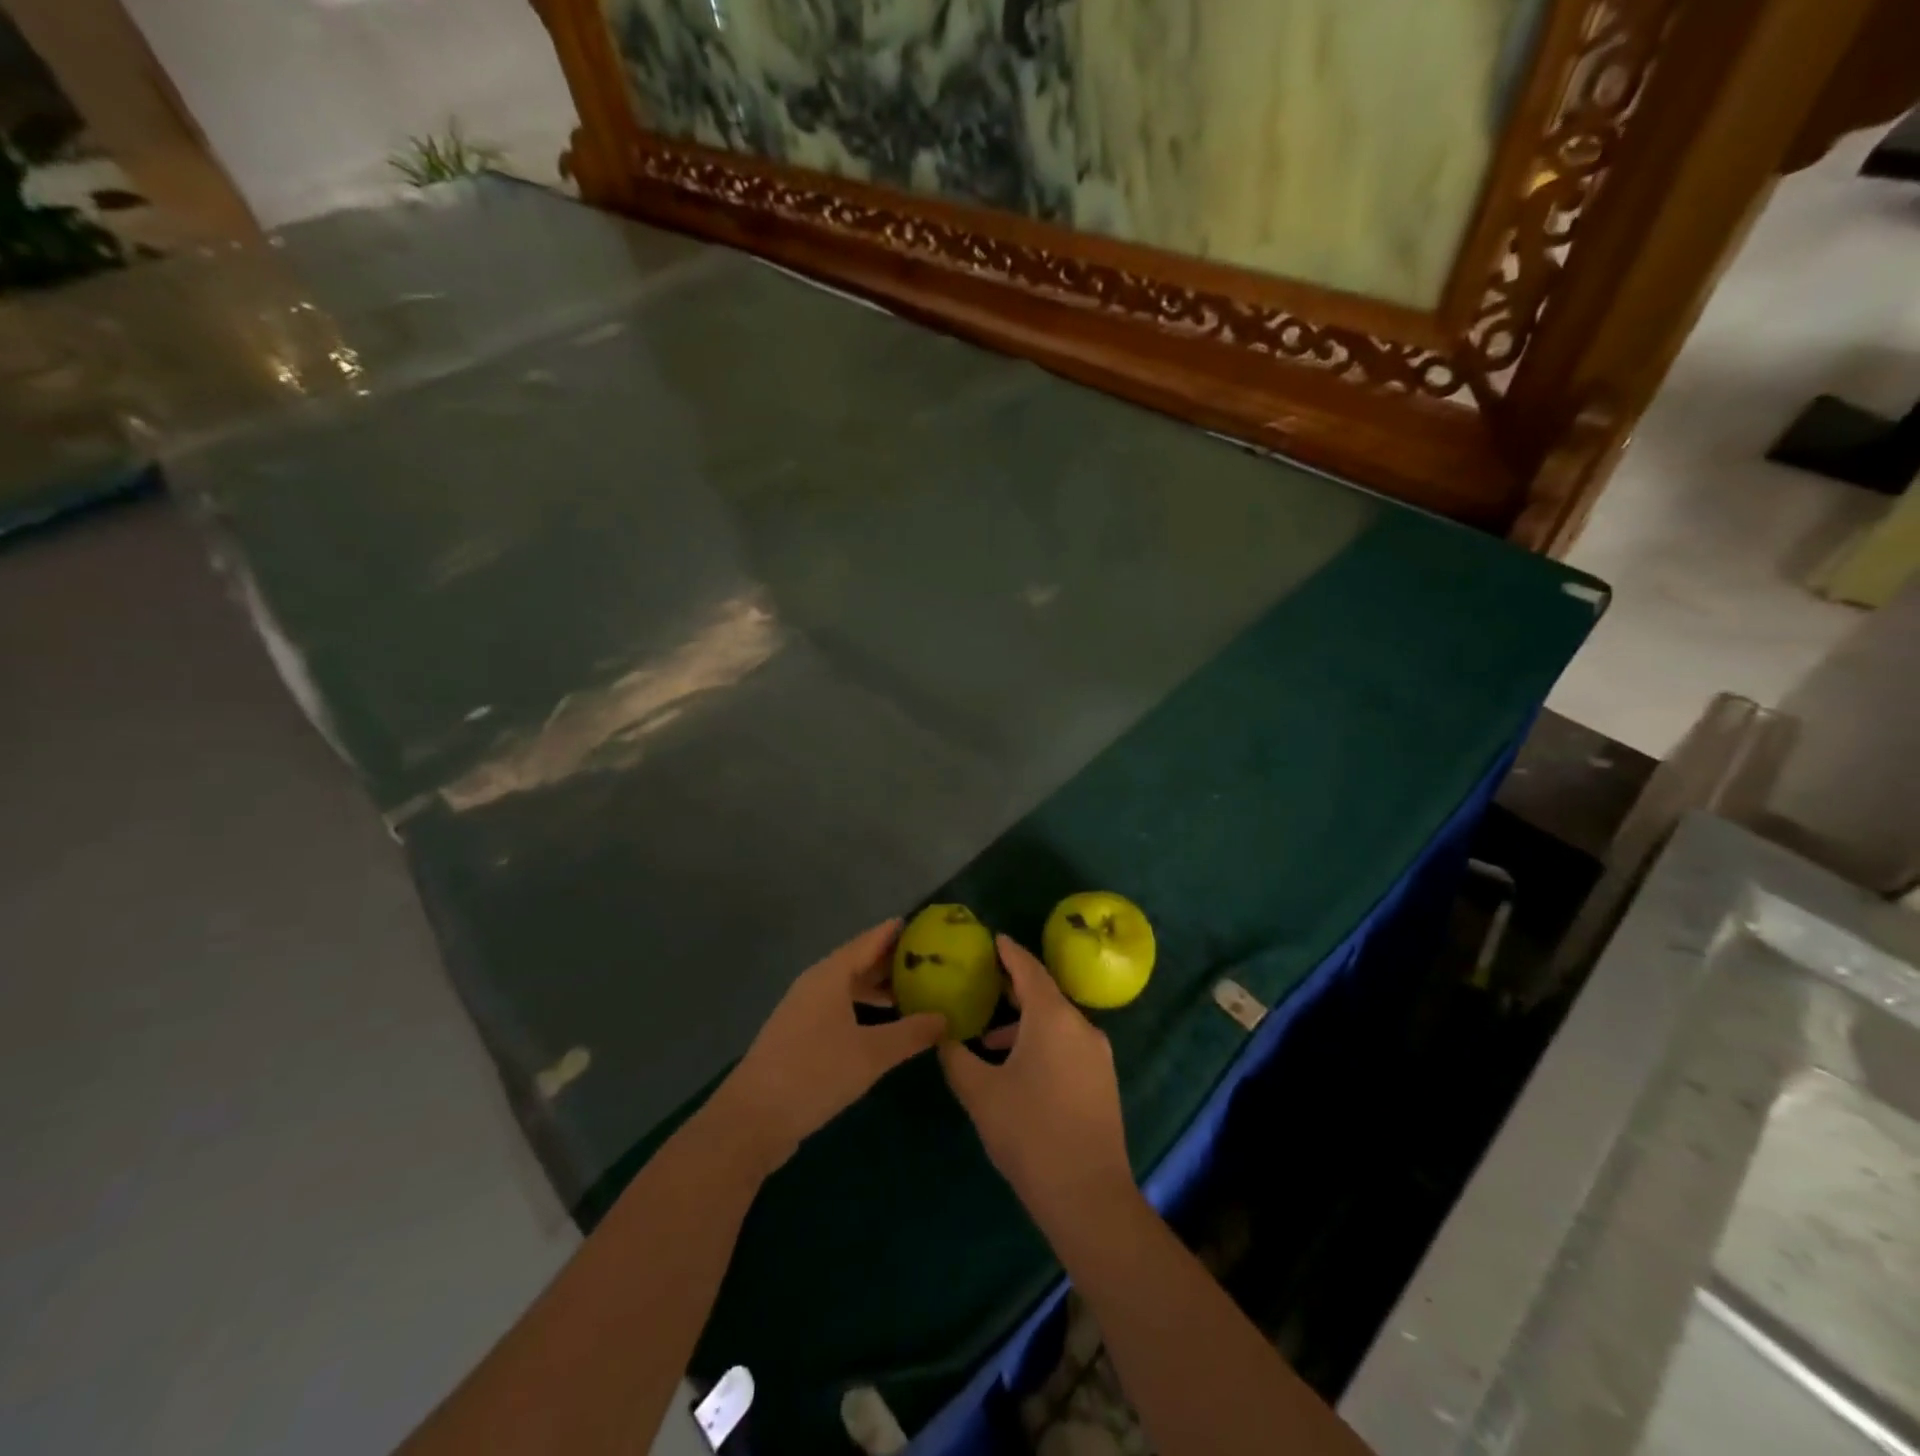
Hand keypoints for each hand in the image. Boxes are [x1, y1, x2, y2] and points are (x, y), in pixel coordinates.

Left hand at [712, 919, 945, 1175]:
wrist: (752, 1119)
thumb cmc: (814, 1074)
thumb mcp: (871, 1054)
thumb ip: (911, 1033)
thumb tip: (945, 1018)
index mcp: (830, 975)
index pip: (870, 940)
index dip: (897, 932)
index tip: (926, 925)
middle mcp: (816, 984)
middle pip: (858, 961)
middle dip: (892, 960)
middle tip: (929, 960)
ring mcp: (804, 1010)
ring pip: (847, 986)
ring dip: (877, 987)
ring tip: (912, 991)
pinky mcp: (799, 1034)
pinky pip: (839, 1007)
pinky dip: (863, 1007)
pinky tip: (882, 1024)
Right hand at [939, 936, 1134, 1223]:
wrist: (1088, 1195)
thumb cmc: (1029, 1133)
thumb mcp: (980, 1093)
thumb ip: (956, 1057)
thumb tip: (942, 1034)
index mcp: (1052, 1017)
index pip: (1028, 969)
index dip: (1009, 953)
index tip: (992, 939)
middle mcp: (1080, 1025)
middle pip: (1044, 993)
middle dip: (1013, 987)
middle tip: (982, 982)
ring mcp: (1096, 1053)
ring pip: (1056, 1021)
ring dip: (1024, 1021)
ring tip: (989, 1038)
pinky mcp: (1102, 1079)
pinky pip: (1068, 1043)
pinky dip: (1041, 1040)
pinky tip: (1018, 1067)